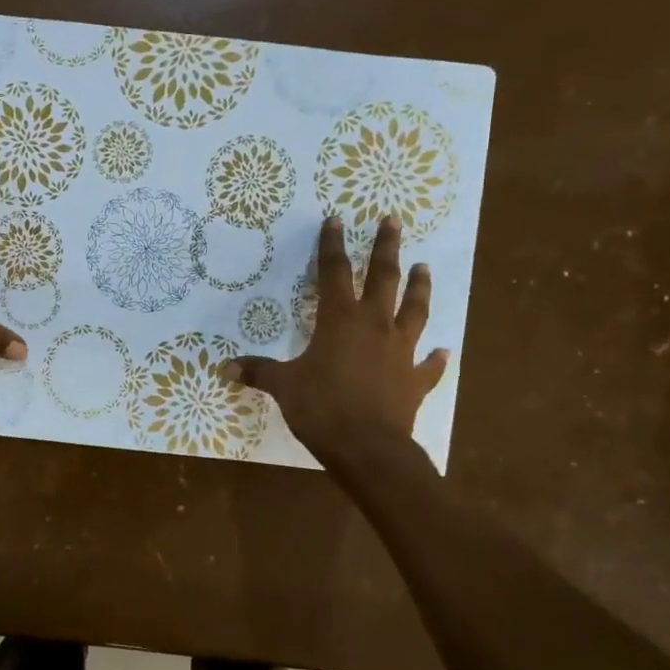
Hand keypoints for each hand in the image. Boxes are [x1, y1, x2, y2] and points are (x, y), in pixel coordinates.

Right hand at [225, 216, 448, 466]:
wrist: (368, 448)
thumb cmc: (322, 408)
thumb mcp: (284, 387)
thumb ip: (259, 371)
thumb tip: (226, 367)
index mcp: (340, 320)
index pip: (334, 273)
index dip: (332, 246)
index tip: (336, 221)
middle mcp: (375, 326)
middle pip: (383, 278)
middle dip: (386, 248)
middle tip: (393, 222)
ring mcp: (401, 351)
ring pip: (415, 310)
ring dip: (420, 288)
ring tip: (424, 268)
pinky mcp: (415, 380)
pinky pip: (429, 365)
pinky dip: (436, 358)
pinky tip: (443, 351)